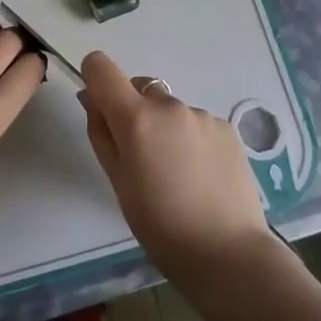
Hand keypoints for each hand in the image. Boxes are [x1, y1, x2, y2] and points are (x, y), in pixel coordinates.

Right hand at [78, 50, 273, 279]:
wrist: (228, 254)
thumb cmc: (160, 226)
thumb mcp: (117, 181)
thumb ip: (101, 132)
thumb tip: (92, 98)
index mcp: (136, 117)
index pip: (101, 67)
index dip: (95, 79)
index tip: (100, 108)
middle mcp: (169, 105)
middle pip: (139, 89)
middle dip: (133, 112)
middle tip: (142, 159)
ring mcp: (202, 114)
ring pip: (170, 110)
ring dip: (165, 128)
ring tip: (177, 175)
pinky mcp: (227, 128)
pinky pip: (196, 124)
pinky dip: (191, 140)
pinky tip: (201, 176)